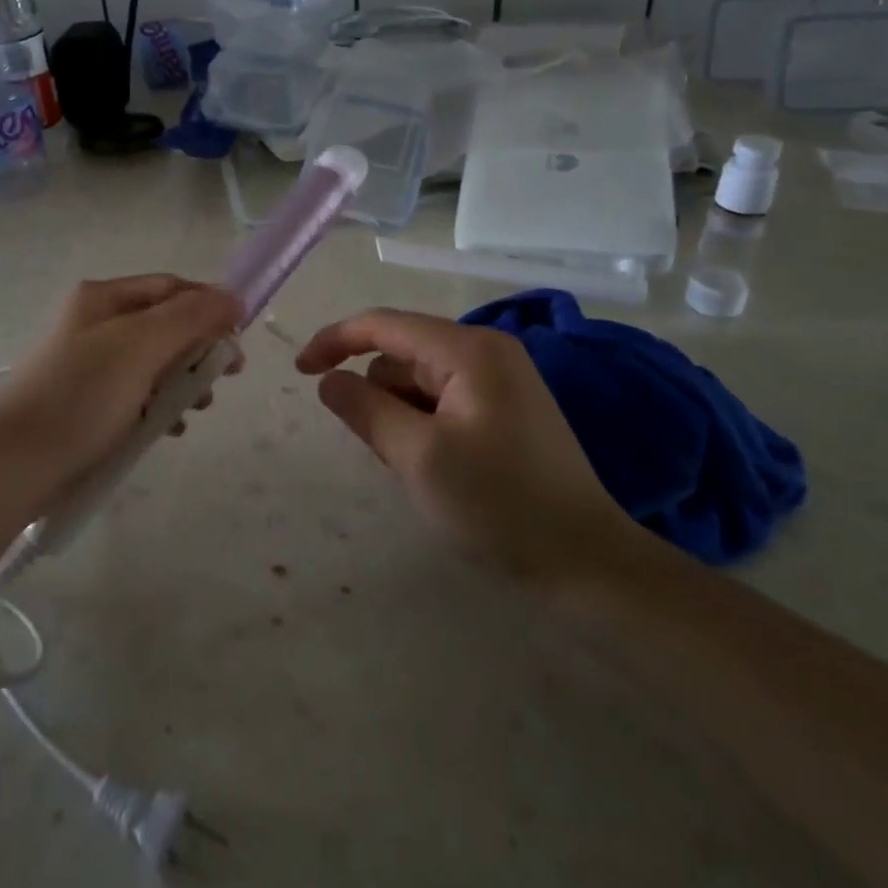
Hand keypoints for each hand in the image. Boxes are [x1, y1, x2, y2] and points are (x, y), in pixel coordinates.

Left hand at [0, 275, 241, 519]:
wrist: (14, 464)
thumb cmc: (81, 395)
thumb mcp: (141, 346)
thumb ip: (191, 318)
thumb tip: (233, 297)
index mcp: (104, 297)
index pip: (172, 287)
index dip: (210, 306)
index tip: (239, 339)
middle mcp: (97, 322)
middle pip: (166, 324)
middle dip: (200, 349)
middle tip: (226, 377)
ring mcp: (92, 364)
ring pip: (156, 362)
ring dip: (184, 380)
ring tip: (199, 408)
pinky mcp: (90, 402)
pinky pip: (139, 393)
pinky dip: (160, 405)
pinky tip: (171, 428)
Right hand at [295, 307, 635, 586]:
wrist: (587, 563)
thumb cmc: (499, 504)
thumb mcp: (418, 457)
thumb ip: (364, 409)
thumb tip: (328, 380)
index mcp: (469, 349)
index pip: (384, 324)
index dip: (335, 341)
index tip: (300, 372)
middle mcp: (486, 351)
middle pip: (402, 354)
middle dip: (377, 394)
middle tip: (383, 452)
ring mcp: (500, 379)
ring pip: (419, 380)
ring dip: (398, 414)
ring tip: (413, 467)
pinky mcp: (505, 408)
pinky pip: (442, 400)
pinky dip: (421, 424)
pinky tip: (433, 466)